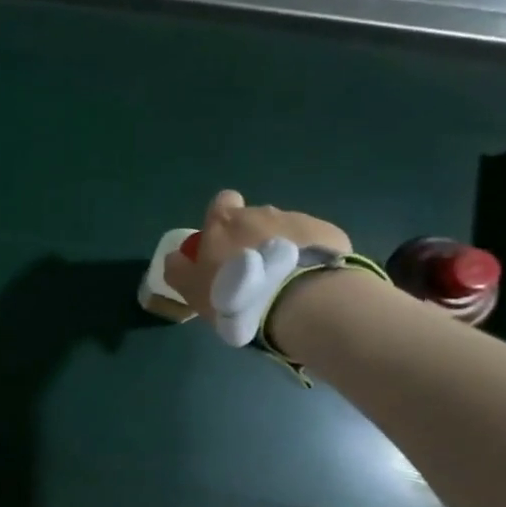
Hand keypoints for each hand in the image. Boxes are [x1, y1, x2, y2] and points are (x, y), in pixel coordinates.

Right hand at [163, 190, 351, 323]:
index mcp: (225, 222)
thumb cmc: (236, 295)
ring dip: (284, 249)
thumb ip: (179, 270)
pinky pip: (317, 243)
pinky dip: (312, 257)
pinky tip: (312, 283)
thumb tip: (175, 257)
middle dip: (255, 239)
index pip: (221, 203)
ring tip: (287, 283)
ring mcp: (299, 220)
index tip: (225, 246)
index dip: (222, 220)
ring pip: (287, 230)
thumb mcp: (193, 290)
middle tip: (256, 274)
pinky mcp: (330, 234)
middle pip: (256, 219)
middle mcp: (261, 213)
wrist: (299, 303)